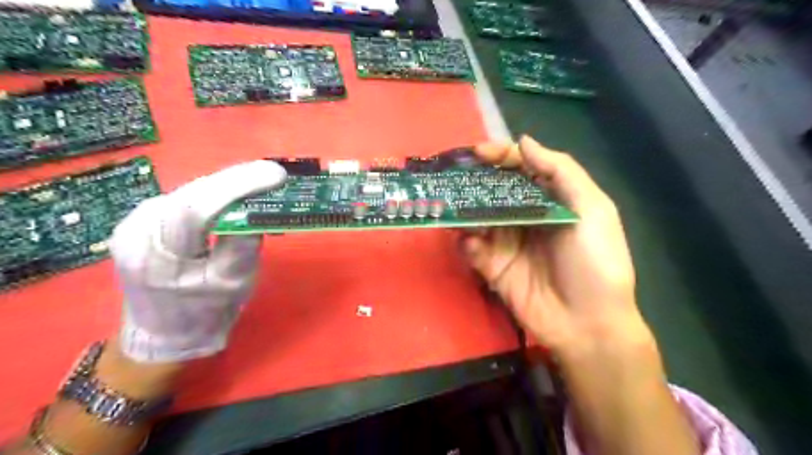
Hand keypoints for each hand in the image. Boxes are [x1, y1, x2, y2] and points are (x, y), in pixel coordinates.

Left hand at [110, 159, 287, 362]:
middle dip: (236, 180)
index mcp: (155, 254)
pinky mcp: (143, 222)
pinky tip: (233, 194)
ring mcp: (135, 222)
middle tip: (272, 174)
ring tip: (259, 180)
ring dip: (226, 185)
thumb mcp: (234, 283)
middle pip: (193, 193)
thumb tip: (257, 209)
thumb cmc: (203, 315)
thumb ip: (244, 245)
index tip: (276, 175)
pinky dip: (214, 194)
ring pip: (189, 192)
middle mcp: (137, 229)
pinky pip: (185, 199)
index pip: (197, 207)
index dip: (238, 186)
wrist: (164, 335)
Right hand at [463, 135, 697, 453]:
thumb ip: (562, 172)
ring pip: (477, 217)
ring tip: (451, 205)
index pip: (521, 169)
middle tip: (453, 175)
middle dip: (474, 181)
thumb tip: (524, 141)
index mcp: (551, 200)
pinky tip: (472, 244)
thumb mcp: (593, 211)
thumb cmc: (597, 263)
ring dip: (464, 210)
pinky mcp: (493, 267)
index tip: (479, 152)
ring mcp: (507, 242)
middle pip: (494, 190)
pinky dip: (467, 243)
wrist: (589, 324)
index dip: (501, 156)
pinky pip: (472, 249)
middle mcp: (525, 216)